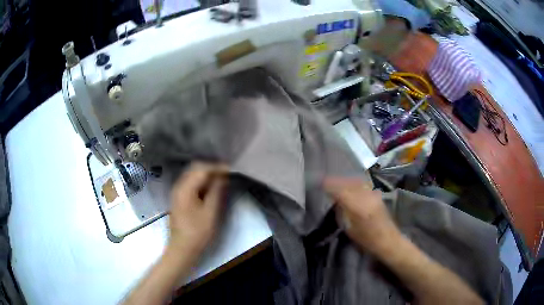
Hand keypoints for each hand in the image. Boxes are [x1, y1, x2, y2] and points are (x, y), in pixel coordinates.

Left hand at [168, 162, 227, 260]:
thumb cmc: (197, 232)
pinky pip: (190, 182)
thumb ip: (216, 192)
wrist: (182, 248)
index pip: (202, 169)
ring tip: (220, 179)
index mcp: (185, 188)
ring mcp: (177, 192)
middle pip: (194, 168)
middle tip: (226, 174)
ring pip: (191, 174)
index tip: (231, 169)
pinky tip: (210, 187)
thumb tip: (223, 176)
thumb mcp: (210, 213)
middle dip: (211, 168)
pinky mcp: (178, 198)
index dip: (217, 167)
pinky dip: (200, 181)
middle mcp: (178, 186)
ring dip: (206, 174)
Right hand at [324, 177, 401, 255]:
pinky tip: (350, 185)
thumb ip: (342, 213)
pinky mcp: (377, 194)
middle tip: (326, 181)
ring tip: (336, 181)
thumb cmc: (367, 240)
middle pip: (348, 183)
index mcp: (357, 207)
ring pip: (356, 181)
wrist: (388, 240)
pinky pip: (363, 184)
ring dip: (345, 180)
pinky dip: (354, 182)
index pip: (340, 191)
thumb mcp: (350, 229)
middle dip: (336, 181)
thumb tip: (336, 201)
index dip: (329, 185)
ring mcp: (372, 194)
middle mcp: (365, 197)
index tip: (320, 182)